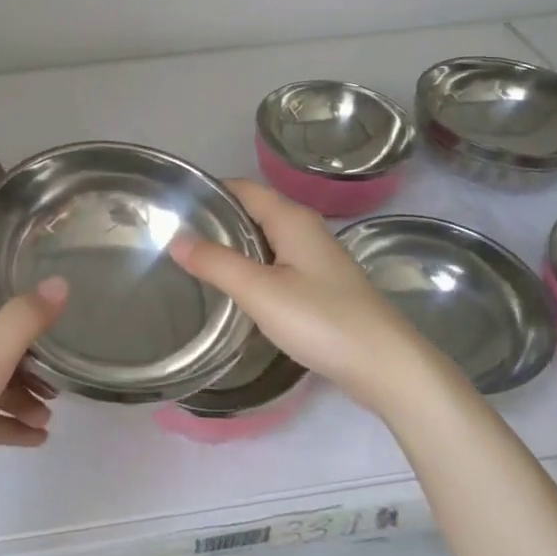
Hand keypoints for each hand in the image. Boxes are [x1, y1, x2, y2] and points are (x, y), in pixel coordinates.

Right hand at [169, 179, 453, 415]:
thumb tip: (176, 238)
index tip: (170, 208)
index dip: (208, 192)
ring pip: (264, 239)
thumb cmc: (322, 320)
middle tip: (173, 238)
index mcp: (291, 218)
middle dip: (215, 221)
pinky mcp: (319, 284)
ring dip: (232, 246)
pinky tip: (233, 289)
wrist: (386, 366)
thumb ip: (216, 263)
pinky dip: (251, 267)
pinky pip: (275, 263)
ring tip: (193, 262)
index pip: (241, 188)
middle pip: (252, 211)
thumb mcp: (260, 291)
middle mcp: (304, 229)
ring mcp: (315, 257)